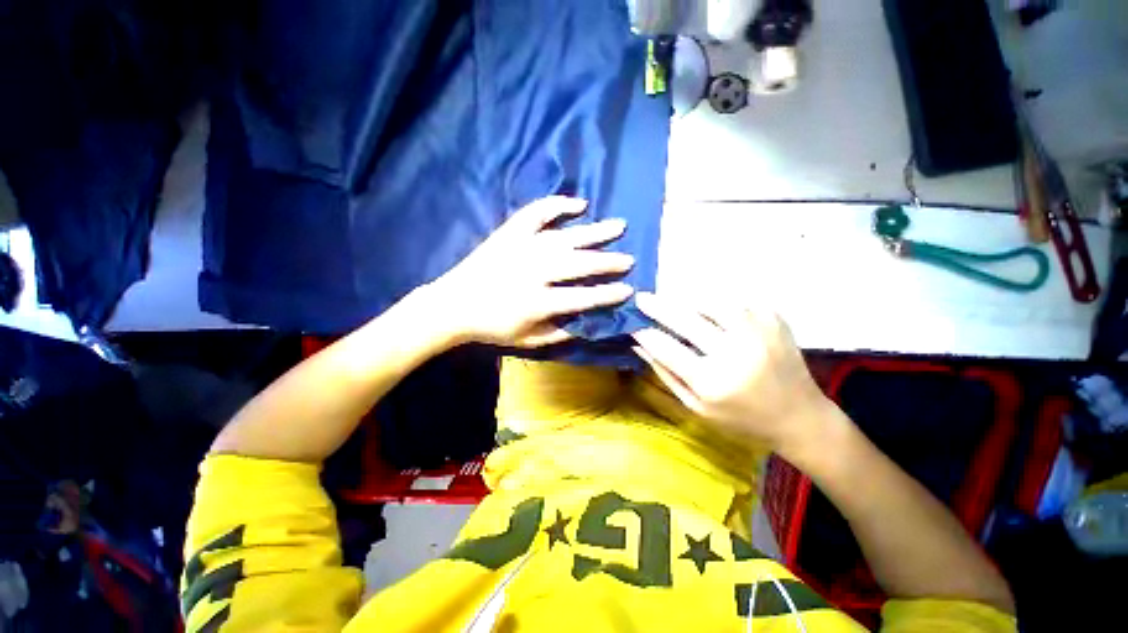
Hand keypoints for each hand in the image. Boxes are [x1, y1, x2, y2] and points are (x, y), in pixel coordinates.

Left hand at [428, 196, 634, 347]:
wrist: (453, 304)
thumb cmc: (491, 327)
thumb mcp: (526, 340)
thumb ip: (558, 333)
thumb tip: (586, 323)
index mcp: (538, 302)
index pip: (583, 297)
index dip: (608, 294)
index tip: (628, 289)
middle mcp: (534, 271)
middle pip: (580, 264)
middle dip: (608, 262)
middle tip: (628, 259)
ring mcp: (522, 247)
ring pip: (566, 237)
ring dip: (595, 232)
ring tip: (619, 226)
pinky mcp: (510, 233)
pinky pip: (537, 213)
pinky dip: (558, 205)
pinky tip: (578, 204)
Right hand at [631, 293, 836, 454]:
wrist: (800, 416)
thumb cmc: (741, 418)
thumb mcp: (696, 407)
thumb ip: (665, 373)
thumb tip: (638, 344)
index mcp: (713, 382)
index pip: (666, 348)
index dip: (645, 334)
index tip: (633, 325)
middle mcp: (736, 352)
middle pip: (685, 318)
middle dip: (658, 306)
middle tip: (642, 298)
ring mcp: (758, 331)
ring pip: (710, 302)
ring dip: (689, 302)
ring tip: (680, 307)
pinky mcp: (773, 319)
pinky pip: (735, 302)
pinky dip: (718, 306)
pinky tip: (716, 317)